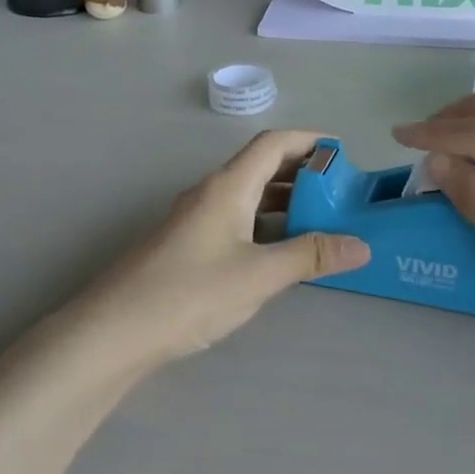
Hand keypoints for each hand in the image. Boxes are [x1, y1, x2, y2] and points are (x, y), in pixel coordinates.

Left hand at [73, 130, 369, 368]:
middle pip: (262, 167)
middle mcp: (211, 193)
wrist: (113, 332)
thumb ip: (310, 256)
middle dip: (303, 174)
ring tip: (321, 222)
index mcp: (228, 186)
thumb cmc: (190, 293)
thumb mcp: (259, 275)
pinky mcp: (188, 245)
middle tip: (340, 194)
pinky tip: (280, 251)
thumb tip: (361, 245)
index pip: (273, 144)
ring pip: (248, 196)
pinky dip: (265, 225)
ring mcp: (196, 219)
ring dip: (285, 202)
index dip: (309, 141)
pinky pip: (236, 220)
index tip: (343, 154)